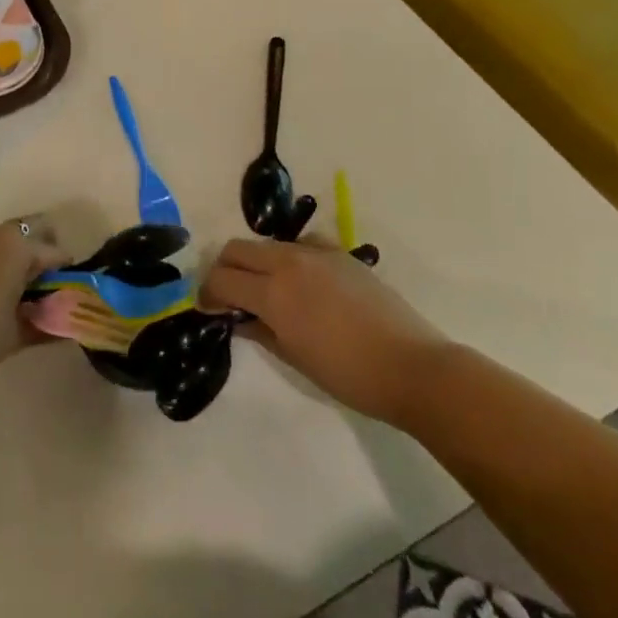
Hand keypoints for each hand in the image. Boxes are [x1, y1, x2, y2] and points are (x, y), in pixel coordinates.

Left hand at [0, 219, 70, 404]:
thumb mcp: (18, 334)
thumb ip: (48, 324)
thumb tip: (68, 326)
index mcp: (15, 247)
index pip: (54, 252)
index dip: (65, 273)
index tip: (67, 294)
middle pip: (28, 234)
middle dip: (39, 255)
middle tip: (42, 289)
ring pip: (0, 241)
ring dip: (12, 259)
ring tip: (11, 294)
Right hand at [200, 237, 449, 423]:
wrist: (411, 366)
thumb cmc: (348, 374)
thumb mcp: (294, 358)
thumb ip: (260, 329)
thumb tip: (237, 317)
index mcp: (274, 291)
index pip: (222, 278)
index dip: (207, 292)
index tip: (207, 308)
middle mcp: (289, 261)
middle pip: (238, 249)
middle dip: (224, 269)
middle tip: (228, 296)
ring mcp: (316, 252)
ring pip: (268, 244)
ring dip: (255, 261)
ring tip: (264, 290)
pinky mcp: (340, 253)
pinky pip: (301, 244)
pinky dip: (289, 257)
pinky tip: (301, 282)